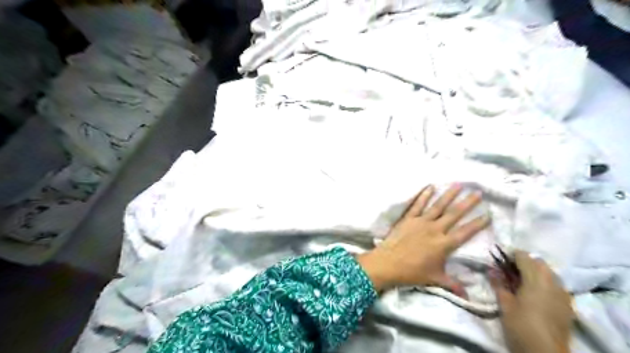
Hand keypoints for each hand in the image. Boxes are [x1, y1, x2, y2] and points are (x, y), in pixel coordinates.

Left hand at [357, 184, 489, 293]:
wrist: (388, 263)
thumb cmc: (412, 272)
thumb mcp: (435, 279)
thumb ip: (453, 285)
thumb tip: (468, 297)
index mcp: (444, 244)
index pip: (465, 232)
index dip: (477, 223)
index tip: (488, 214)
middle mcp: (435, 229)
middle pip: (454, 214)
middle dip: (468, 203)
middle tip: (478, 192)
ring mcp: (421, 222)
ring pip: (438, 206)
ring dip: (449, 195)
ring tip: (459, 184)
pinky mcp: (408, 218)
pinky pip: (417, 204)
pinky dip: (424, 195)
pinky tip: (430, 186)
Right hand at [492, 253, 573, 351]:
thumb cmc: (521, 325)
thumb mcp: (505, 304)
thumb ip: (498, 283)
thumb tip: (491, 269)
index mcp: (536, 279)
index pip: (524, 257)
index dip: (511, 254)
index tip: (499, 258)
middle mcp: (553, 283)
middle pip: (539, 263)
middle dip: (524, 262)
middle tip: (509, 270)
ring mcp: (563, 294)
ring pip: (550, 273)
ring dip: (536, 272)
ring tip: (521, 281)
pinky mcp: (568, 305)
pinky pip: (556, 285)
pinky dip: (545, 283)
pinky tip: (535, 293)